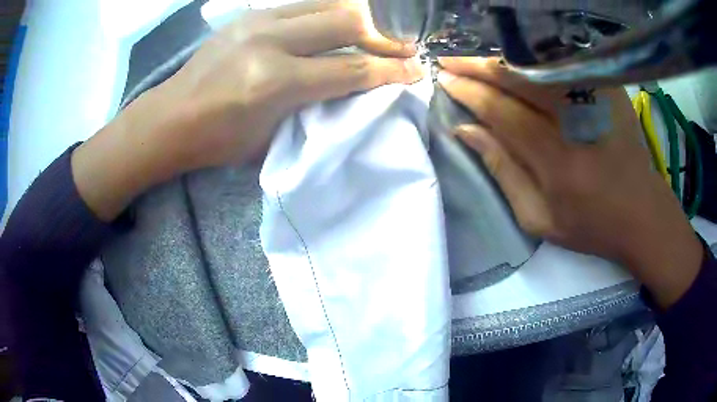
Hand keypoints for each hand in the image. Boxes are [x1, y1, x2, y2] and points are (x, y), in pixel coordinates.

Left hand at [72, 0, 421, 221]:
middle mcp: (269, 41)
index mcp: (274, 82)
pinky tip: (335, 25)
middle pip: (346, 22)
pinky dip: (327, 12)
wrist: (171, 116)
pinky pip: (302, 4)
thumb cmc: (217, 140)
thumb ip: (315, 106)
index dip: (389, 70)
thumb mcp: (271, 136)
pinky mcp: (249, 14)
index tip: (415, 70)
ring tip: (376, 33)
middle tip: (402, 46)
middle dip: (383, 36)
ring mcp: (257, 21)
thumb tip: (353, 87)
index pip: (350, 69)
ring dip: (359, 18)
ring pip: (327, 4)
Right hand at [437, 57, 701, 308]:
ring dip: (502, 58)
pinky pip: (563, 63)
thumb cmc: (591, 224)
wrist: (642, 212)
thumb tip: (465, 131)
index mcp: (556, 160)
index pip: (500, 110)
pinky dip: (534, 58)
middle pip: (517, 77)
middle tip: (450, 60)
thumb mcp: (538, 218)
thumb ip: (501, 171)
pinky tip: (516, 59)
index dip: (468, 92)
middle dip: (477, 65)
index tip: (444, 80)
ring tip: (476, 59)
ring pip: (537, 64)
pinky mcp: (608, 88)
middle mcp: (575, 120)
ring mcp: (596, 98)